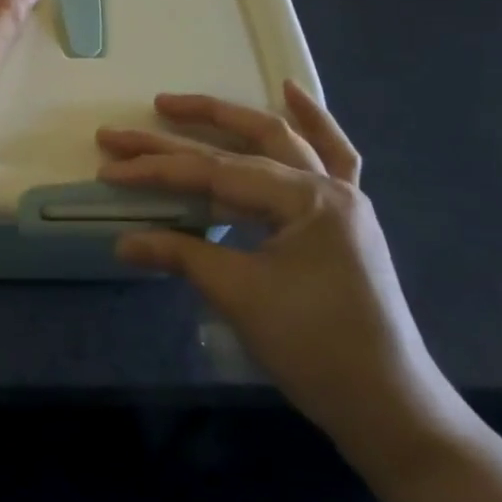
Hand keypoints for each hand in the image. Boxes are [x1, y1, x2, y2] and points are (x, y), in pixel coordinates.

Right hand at [98, 84, 465, 468]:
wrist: (390, 408)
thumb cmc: (315, 349)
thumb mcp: (241, 296)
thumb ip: (181, 255)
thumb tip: (122, 242)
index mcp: (307, 199)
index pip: (215, 172)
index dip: (158, 169)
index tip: (111, 167)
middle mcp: (328, 185)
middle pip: (245, 143)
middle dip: (185, 129)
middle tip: (134, 123)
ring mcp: (343, 198)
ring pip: (283, 140)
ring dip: (233, 118)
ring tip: (181, 103)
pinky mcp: (345, 218)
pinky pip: (333, 156)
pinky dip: (312, 123)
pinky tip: (291, 93)